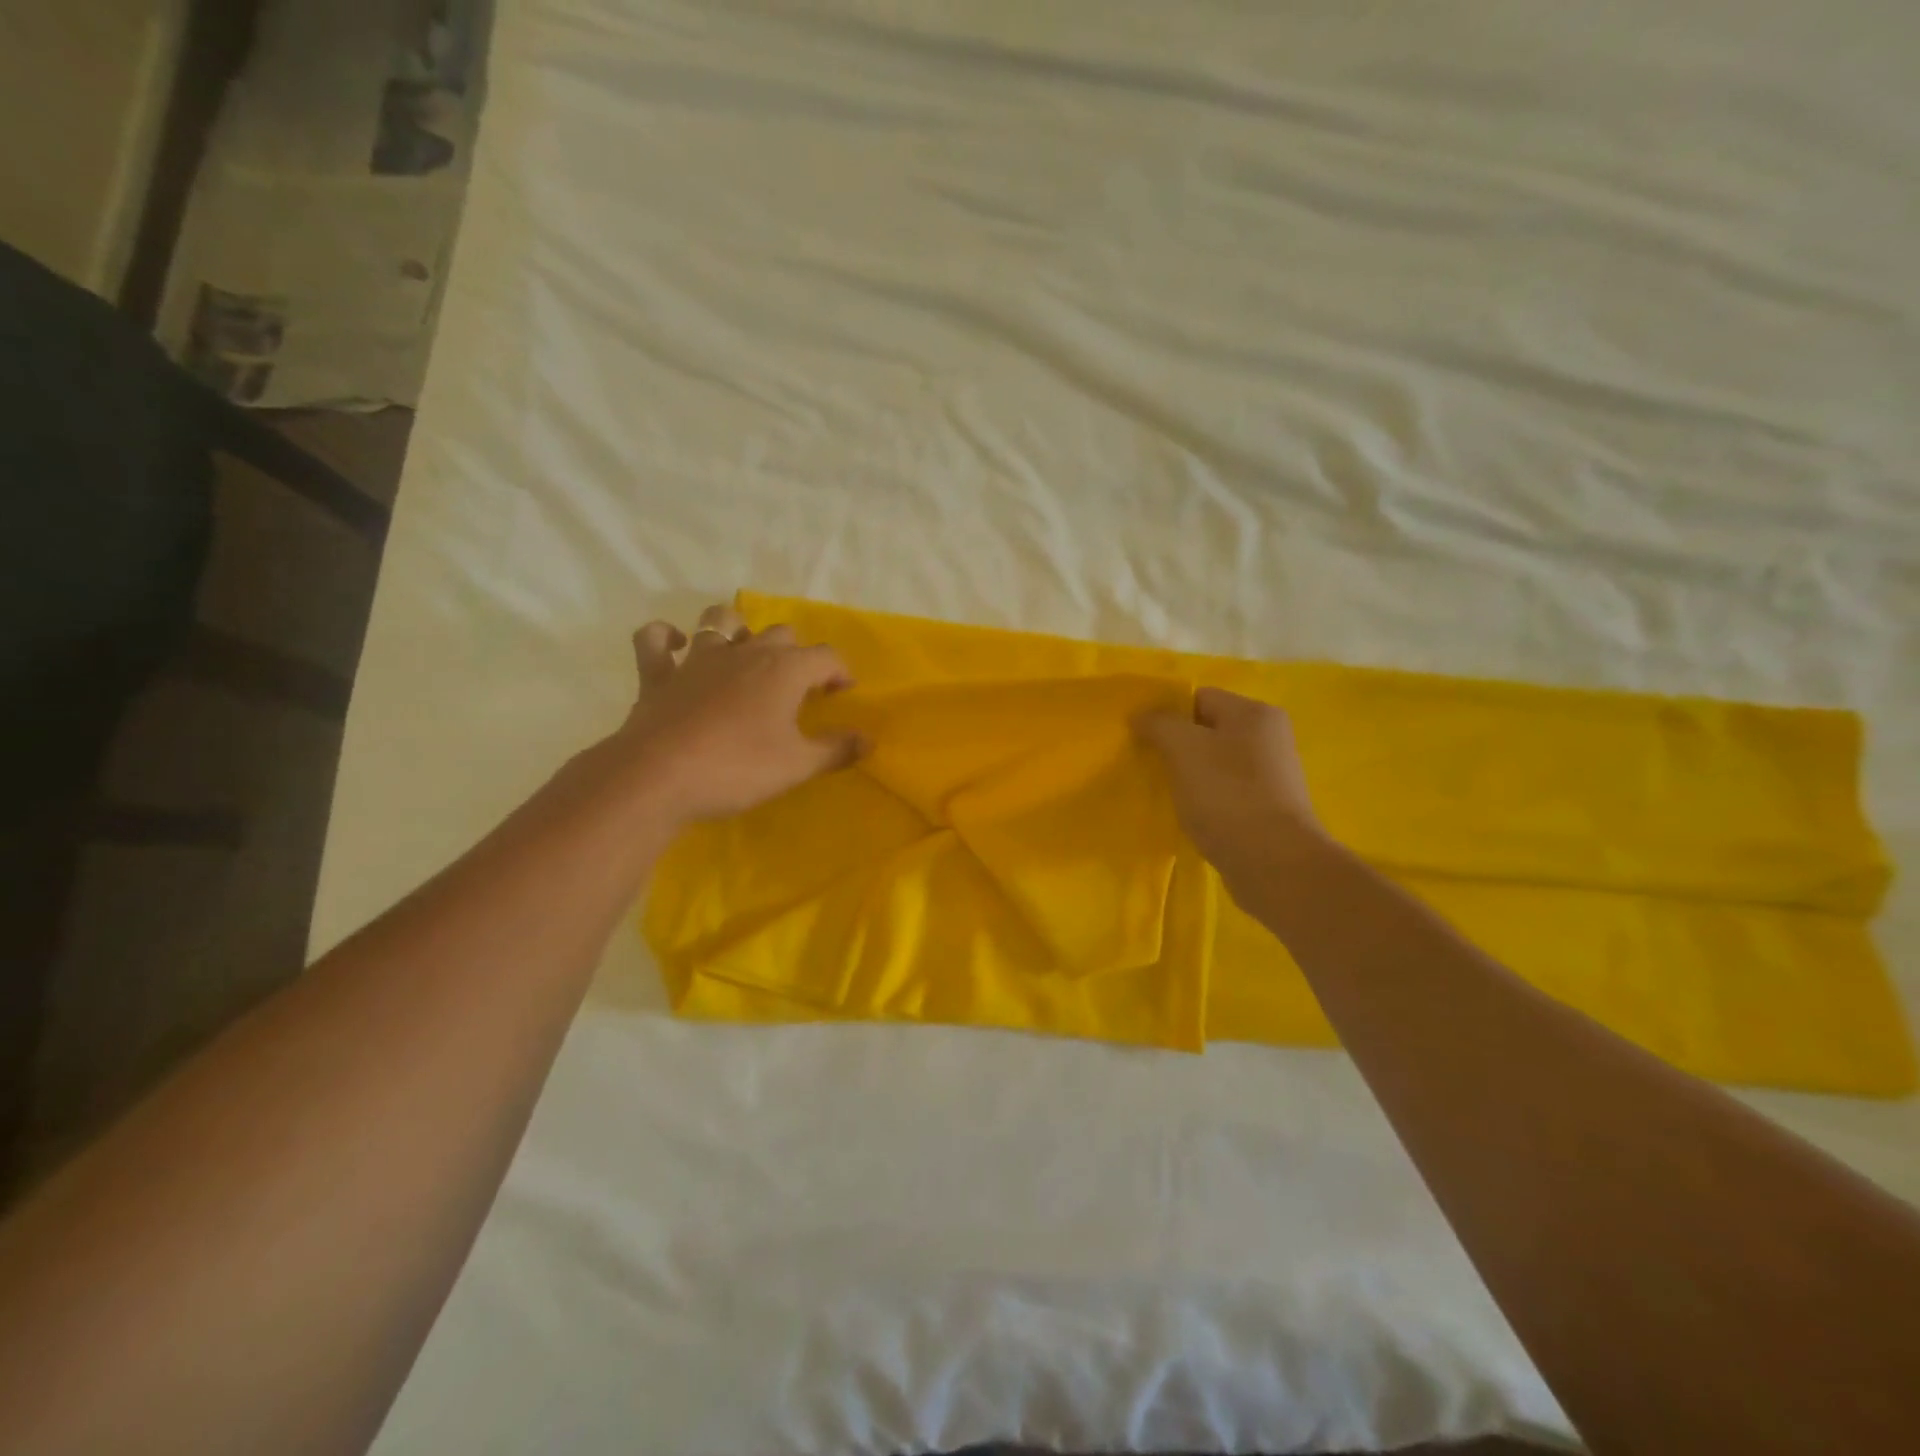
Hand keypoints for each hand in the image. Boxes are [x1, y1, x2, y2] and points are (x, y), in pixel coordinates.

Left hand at [607, 602, 864, 825]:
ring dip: (736, 629)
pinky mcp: (657, 675)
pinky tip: (676, 646)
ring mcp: (697, 660)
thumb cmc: (738, 768)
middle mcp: (744, 653)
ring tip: (744, 653)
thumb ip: (836, 750)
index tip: (843, 693)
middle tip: (800, 685)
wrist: (658, 778)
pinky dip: (665, 638)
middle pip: (779, 634)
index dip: (839, 672)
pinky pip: (654, 641)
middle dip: (796, 653)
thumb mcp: (797, 766)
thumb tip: (868, 740)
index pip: (825, 656)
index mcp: (783, 670)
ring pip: (720, 621)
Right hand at [1134, 687, 1330, 903]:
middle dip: (1177, 746)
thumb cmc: (1227, 796)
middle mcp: (1270, 737)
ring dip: (1189, 775)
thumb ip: (1159, 724)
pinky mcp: (1269, 808)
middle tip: (1151, 766)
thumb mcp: (1183, 749)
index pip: (1199, 697)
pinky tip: (1191, 815)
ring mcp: (1273, 774)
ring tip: (1168, 793)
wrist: (1273, 864)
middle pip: (1208, 729)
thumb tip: (1141, 715)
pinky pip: (1226, 791)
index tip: (1143, 739)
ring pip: (1215, 762)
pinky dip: (1206, 799)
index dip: (1167, 714)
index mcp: (1255, 714)